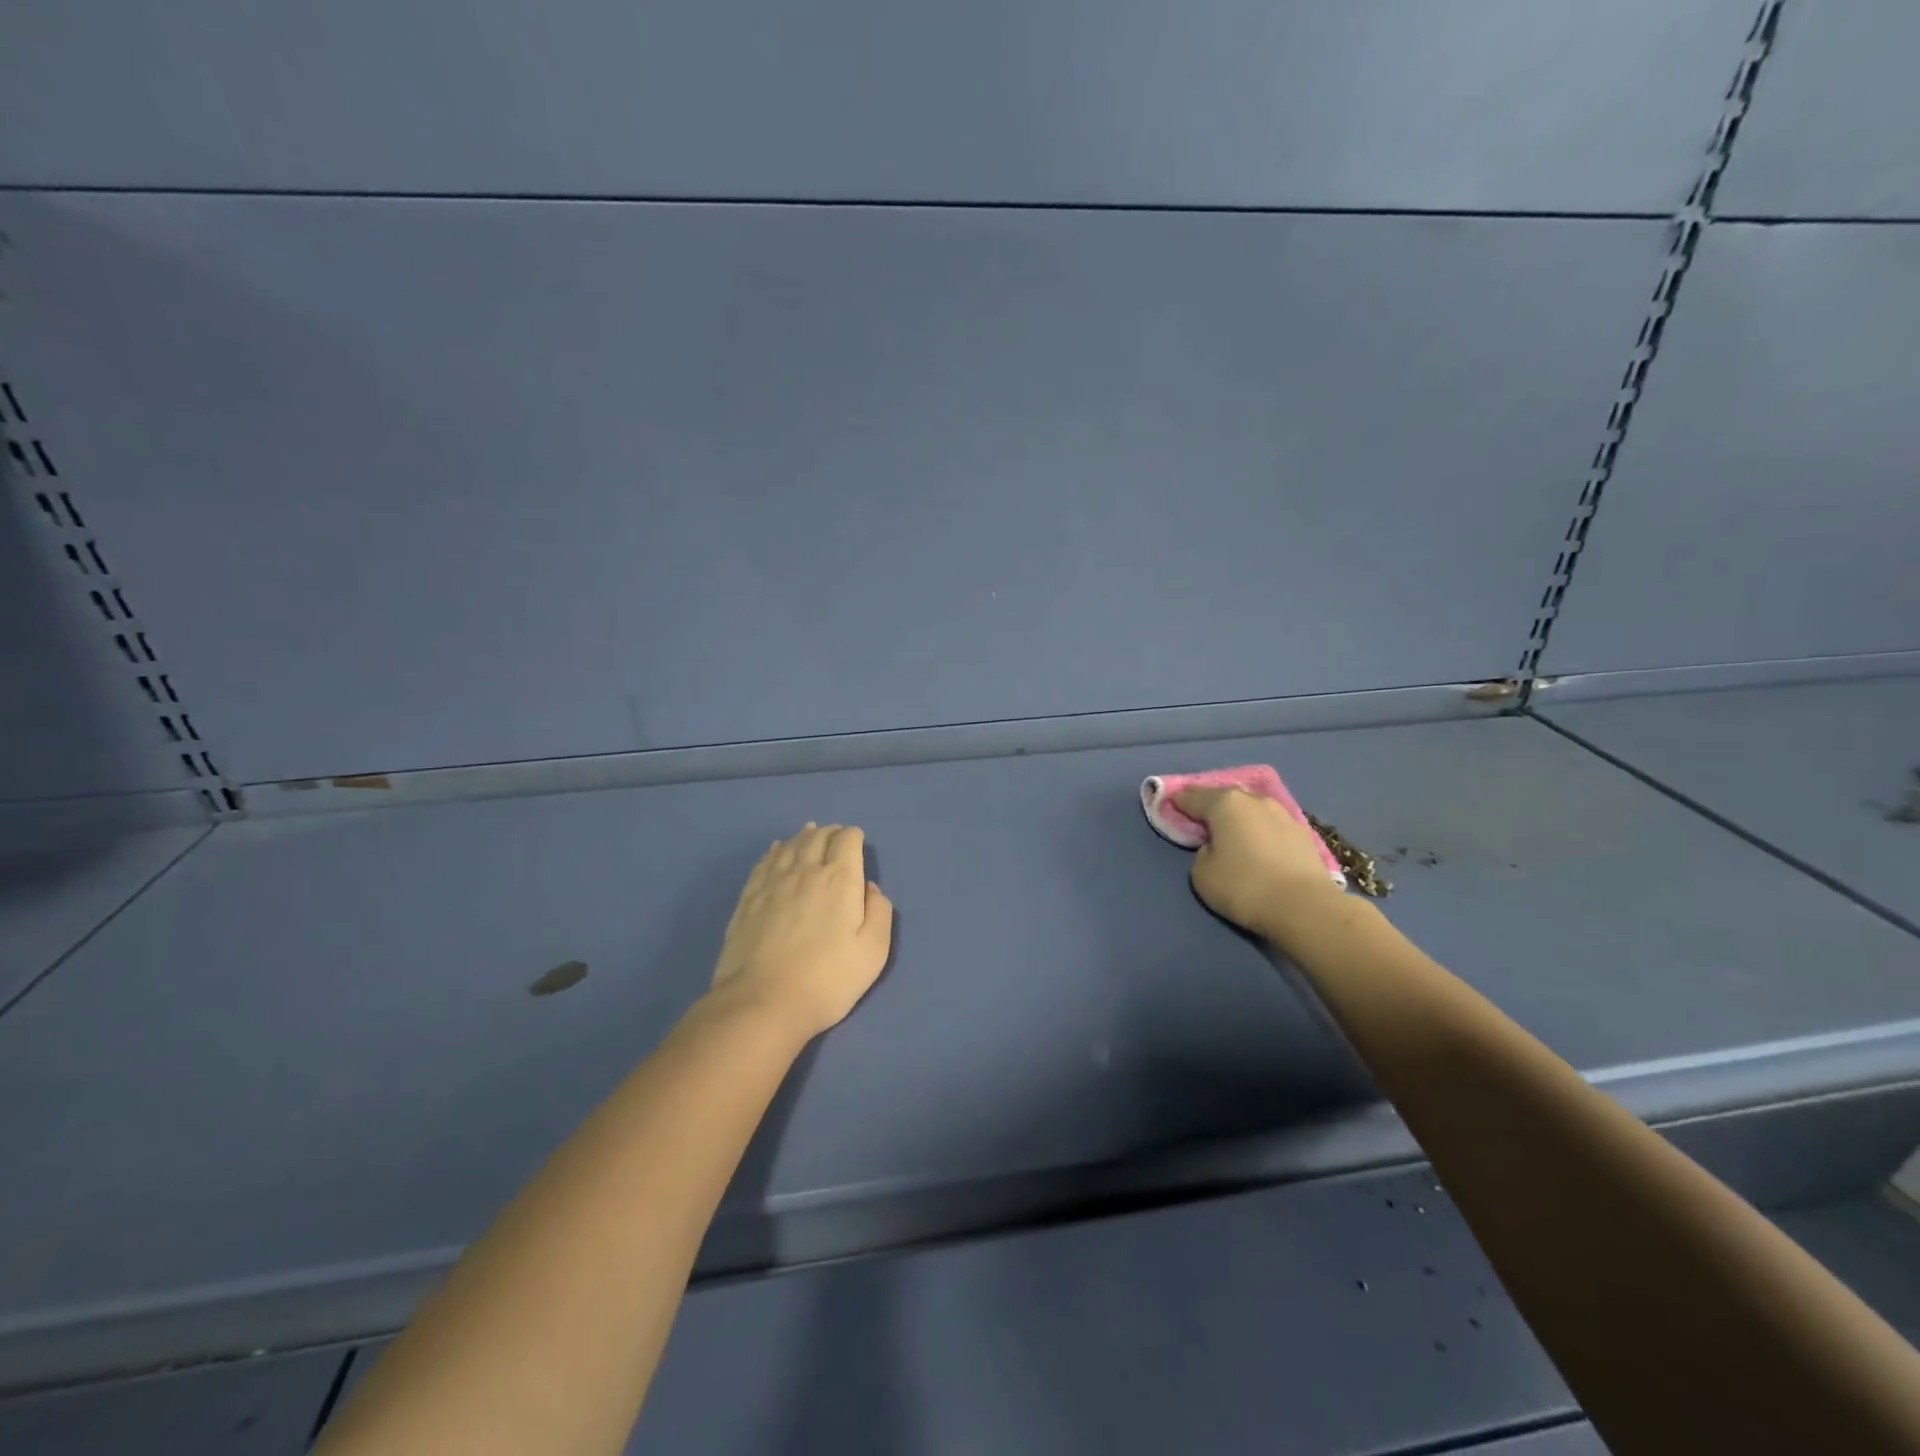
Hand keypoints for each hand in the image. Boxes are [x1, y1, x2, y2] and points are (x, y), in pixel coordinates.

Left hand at [709, 823, 893, 1040]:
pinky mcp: (748, 898)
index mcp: (839, 880)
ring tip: (810, 832)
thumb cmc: (827, 980)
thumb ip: (879, 913)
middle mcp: (805, 871)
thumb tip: (870, 889)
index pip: (847, 841)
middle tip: (835, 835)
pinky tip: (777, 850)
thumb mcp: (873, 952)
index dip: (854, 837)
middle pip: (818, 837)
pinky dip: (775, 851)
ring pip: (790, 846)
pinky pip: (764, 862)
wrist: (762, 1003)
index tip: (857, 843)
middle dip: (830, 832)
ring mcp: (772, 883)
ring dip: (804, 836)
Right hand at [1174, 788, 1344, 940]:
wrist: (1305, 907)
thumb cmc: (1244, 886)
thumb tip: (1216, 846)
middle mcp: (1254, 800)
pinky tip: (1256, 843)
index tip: (1167, 807)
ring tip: (1230, 831)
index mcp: (1225, 803)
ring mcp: (1282, 813)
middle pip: (1223, 796)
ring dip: (1237, 817)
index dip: (1176, 802)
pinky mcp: (1303, 832)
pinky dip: (1258, 830)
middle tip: (1198, 819)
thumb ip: (1202, 852)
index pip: (1191, 797)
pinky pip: (1269, 824)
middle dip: (1208, 805)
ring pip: (1250, 808)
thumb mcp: (1202, 873)